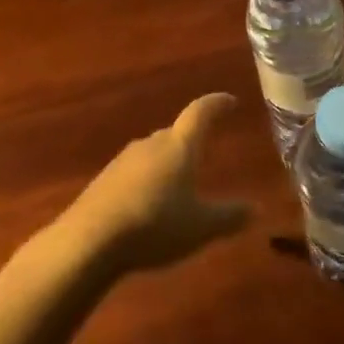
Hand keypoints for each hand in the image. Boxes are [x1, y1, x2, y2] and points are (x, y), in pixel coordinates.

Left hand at [69, 94, 251, 272]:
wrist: (89, 241)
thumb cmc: (155, 224)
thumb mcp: (201, 227)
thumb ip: (229, 217)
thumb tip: (255, 208)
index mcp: (179, 146)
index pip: (201, 113)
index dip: (217, 104)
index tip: (230, 101)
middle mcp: (151, 144)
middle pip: (174, 133)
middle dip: (190, 139)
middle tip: (205, 150)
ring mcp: (123, 161)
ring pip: (152, 154)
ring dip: (166, 163)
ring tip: (178, 182)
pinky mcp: (103, 182)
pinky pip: (133, 173)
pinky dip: (146, 182)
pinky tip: (148, 205)